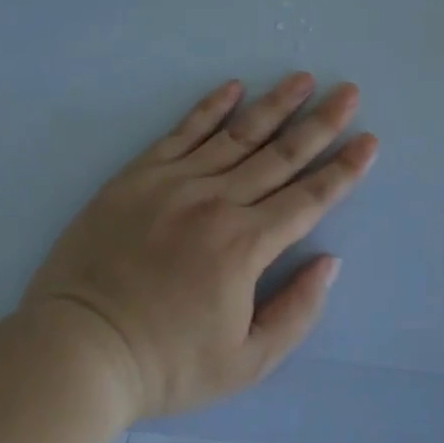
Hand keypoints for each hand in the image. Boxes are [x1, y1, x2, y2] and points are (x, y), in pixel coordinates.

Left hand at [22, 73, 377, 420]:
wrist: (74, 353)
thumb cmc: (165, 364)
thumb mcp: (246, 363)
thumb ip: (297, 311)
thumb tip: (329, 261)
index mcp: (246, 246)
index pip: (309, 198)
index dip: (344, 170)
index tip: (369, 141)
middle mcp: (217, 203)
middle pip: (281, 155)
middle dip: (321, 123)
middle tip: (349, 93)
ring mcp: (175, 184)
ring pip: (238, 135)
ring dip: (275, 105)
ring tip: (304, 78)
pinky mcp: (138, 177)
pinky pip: (181, 133)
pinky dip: (210, 108)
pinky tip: (233, 87)